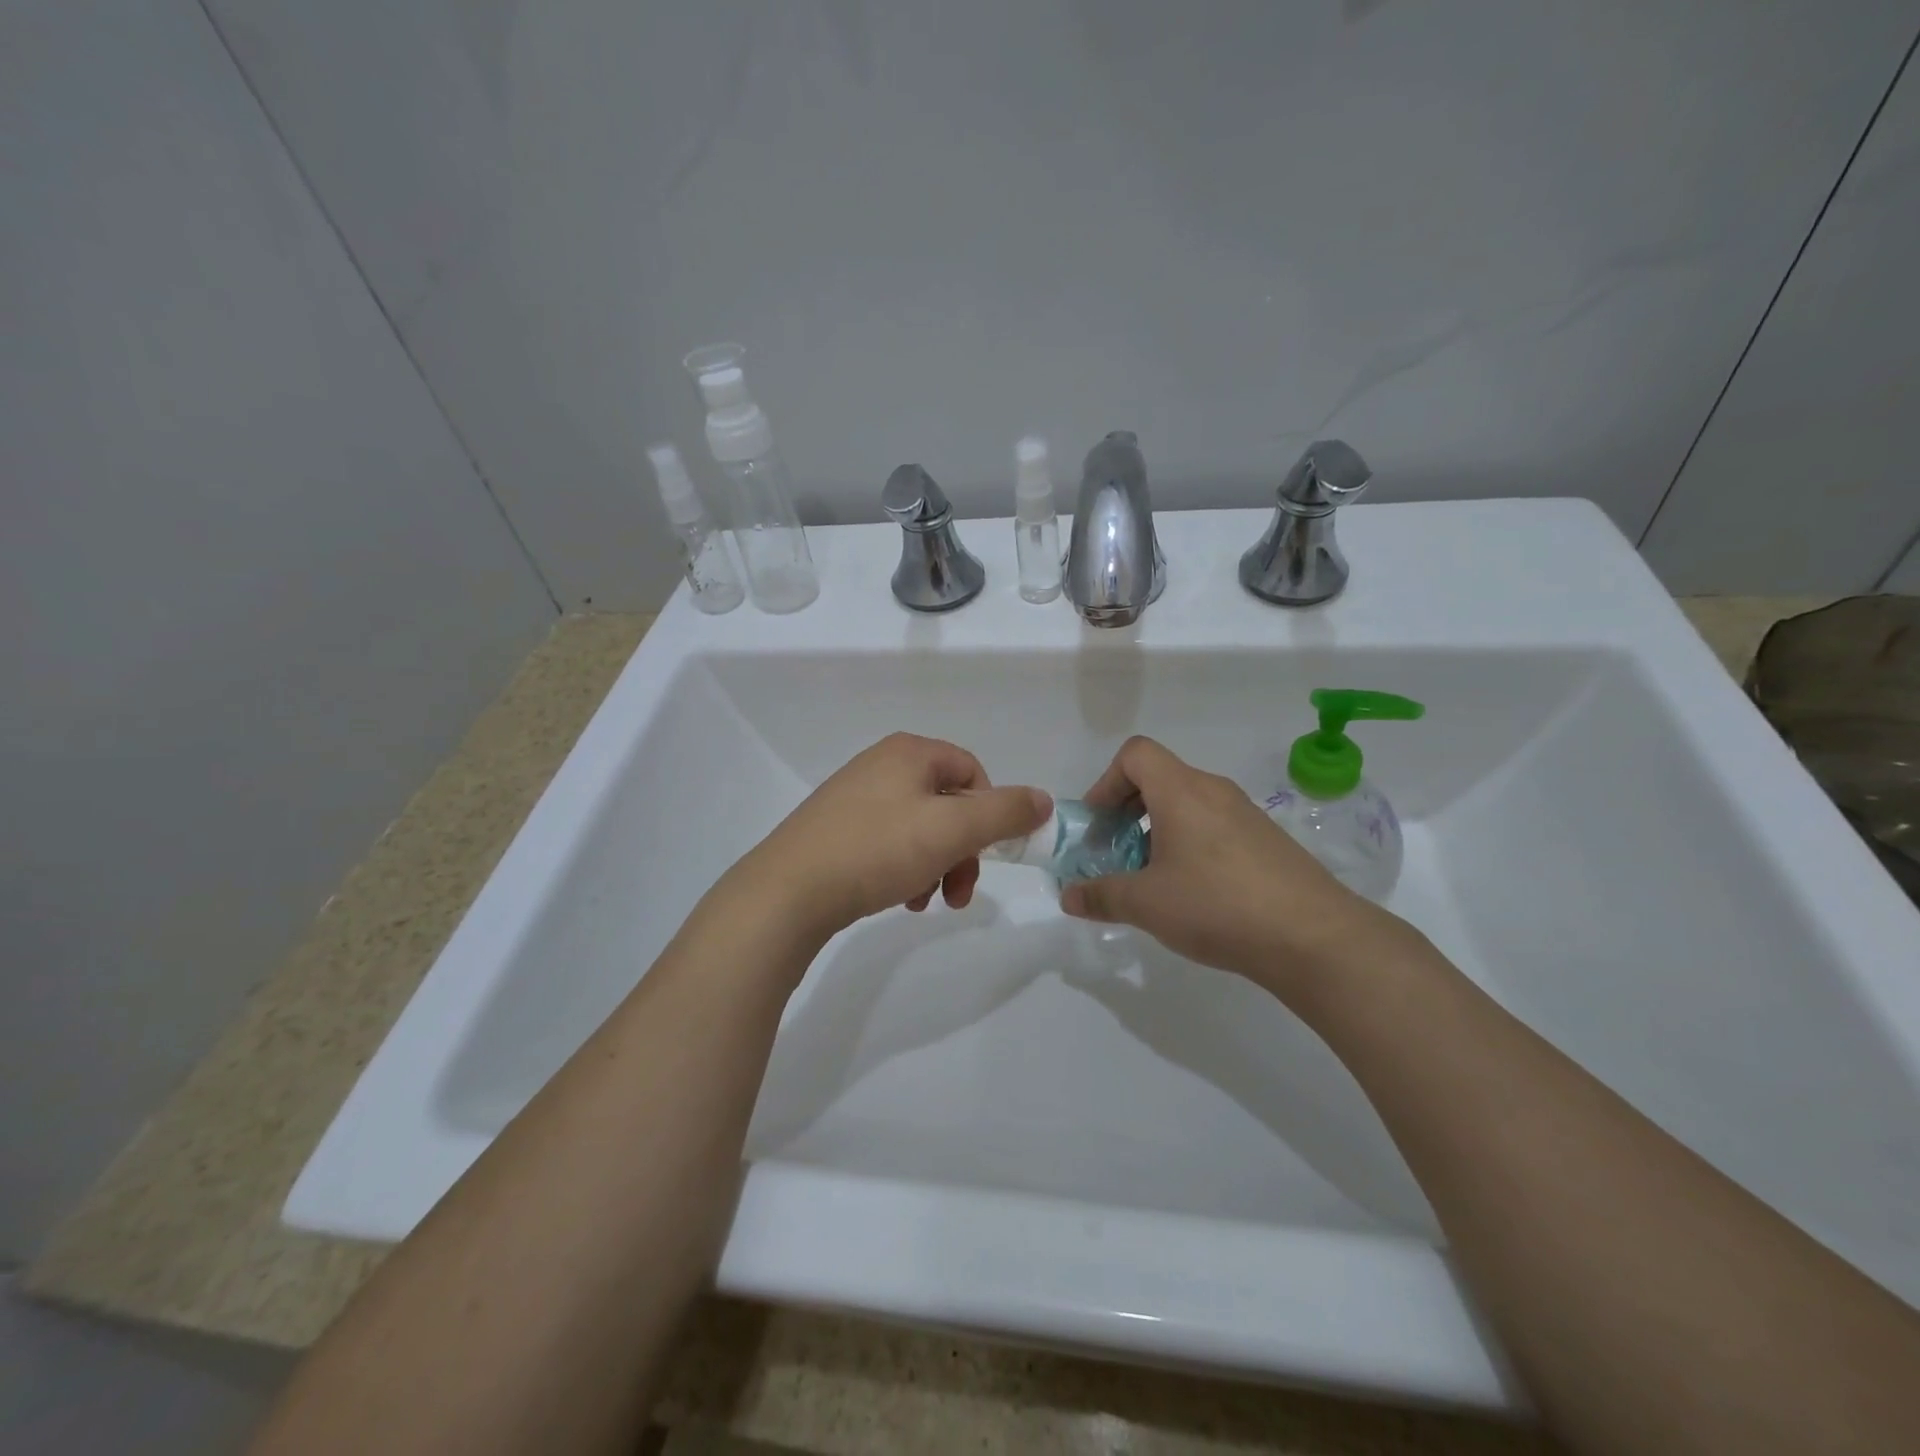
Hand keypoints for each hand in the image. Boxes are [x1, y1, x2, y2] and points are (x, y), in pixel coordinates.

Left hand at [733, 732, 1050, 942]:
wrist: (788, 892)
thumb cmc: (877, 850)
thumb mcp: (952, 829)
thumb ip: (1005, 812)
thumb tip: (1043, 799)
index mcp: (909, 753)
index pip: (972, 770)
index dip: (990, 811)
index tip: (988, 853)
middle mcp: (881, 765)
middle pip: (947, 803)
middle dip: (963, 849)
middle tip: (960, 892)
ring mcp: (854, 798)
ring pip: (920, 828)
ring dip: (937, 865)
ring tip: (926, 901)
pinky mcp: (836, 830)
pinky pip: (889, 844)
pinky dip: (905, 870)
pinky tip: (901, 899)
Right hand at [1059, 736, 1396, 994]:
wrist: (1313, 937)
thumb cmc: (1216, 905)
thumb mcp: (1145, 904)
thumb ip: (1100, 895)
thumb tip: (1068, 896)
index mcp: (1181, 791)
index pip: (1135, 754)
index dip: (1106, 782)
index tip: (1099, 824)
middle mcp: (1213, 790)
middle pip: (1159, 777)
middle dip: (1127, 810)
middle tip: (1116, 853)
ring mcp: (1244, 814)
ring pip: (1186, 803)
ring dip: (1157, 830)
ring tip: (1152, 878)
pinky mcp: (1266, 840)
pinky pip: (1213, 825)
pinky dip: (1189, 843)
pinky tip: (1193, 892)